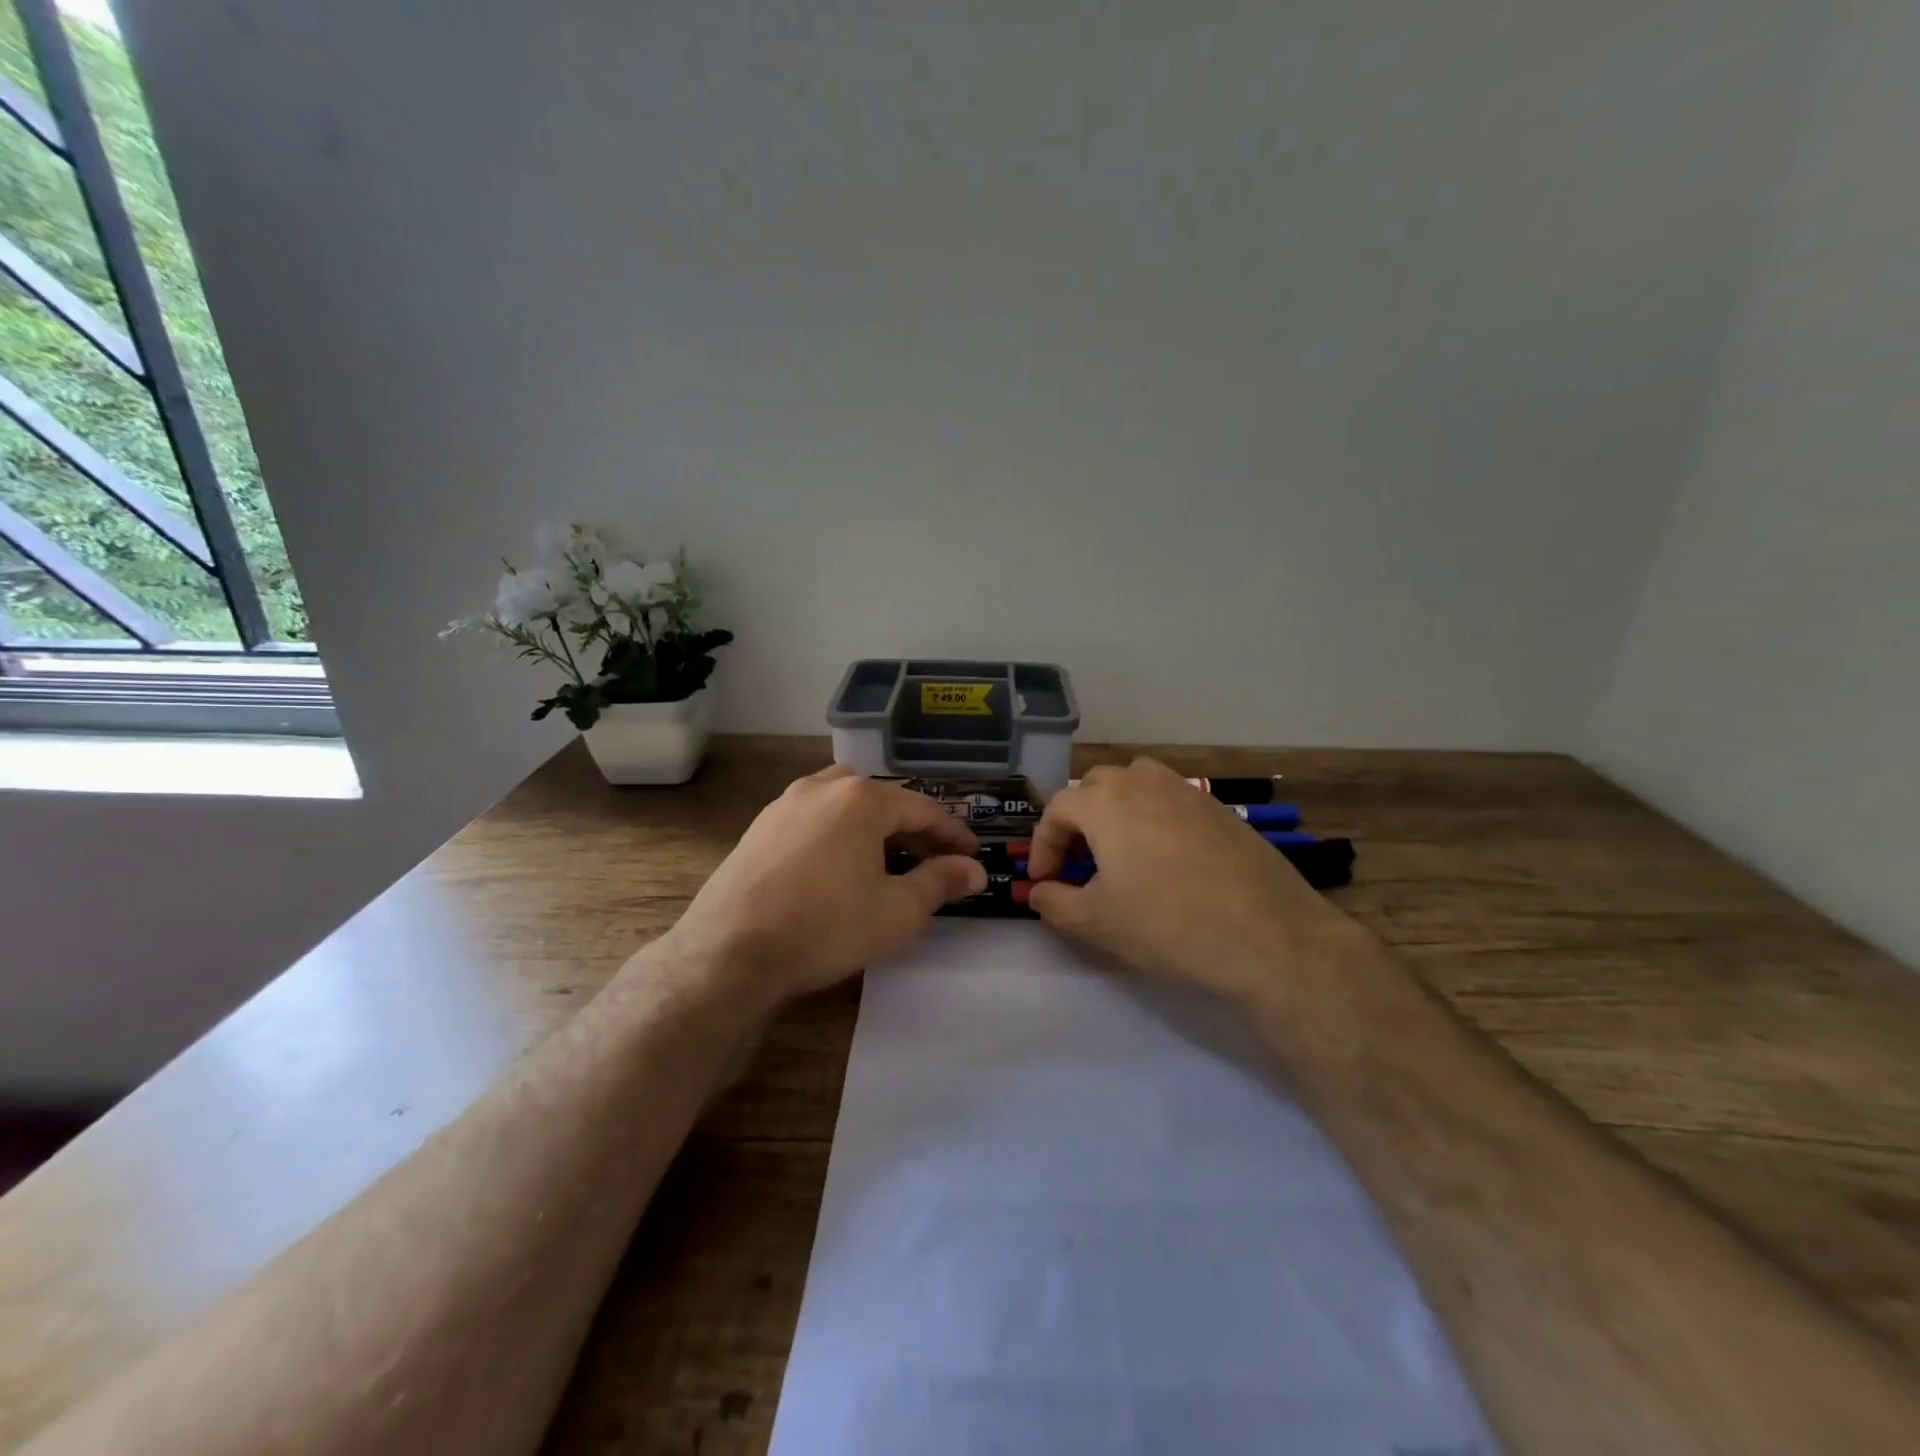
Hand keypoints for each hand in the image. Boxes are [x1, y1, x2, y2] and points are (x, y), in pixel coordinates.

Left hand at [664, 765, 986, 1008]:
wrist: (729, 951)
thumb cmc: (826, 927)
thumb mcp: (897, 911)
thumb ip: (940, 883)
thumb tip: (974, 870)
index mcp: (862, 798)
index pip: (923, 809)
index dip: (953, 834)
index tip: (972, 856)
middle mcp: (823, 787)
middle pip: (883, 800)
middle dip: (914, 829)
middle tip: (935, 860)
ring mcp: (786, 804)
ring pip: (845, 804)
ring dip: (874, 827)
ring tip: (888, 858)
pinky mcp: (760, 827)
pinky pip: (814, 819)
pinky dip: (839, 834)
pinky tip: (839, 866)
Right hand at [1025, 758, 1360, 1008]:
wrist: (1269, 937)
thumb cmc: (1169, 926)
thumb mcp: (1096, 923)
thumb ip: (1054, 903)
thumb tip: (1040, 892)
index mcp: (1107, 803)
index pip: (1057, 809)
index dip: (1043, 845)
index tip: (1043, 880)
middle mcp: (1144, 783)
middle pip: (1095, 786)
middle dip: (1077, 821)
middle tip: (1078, 863)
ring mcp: (1188, 792)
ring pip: (1137, 783)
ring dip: (1117, 810)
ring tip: (1120, 851)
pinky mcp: (1221, 810)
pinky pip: (1172, 800)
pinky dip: (1154, 819)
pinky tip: (1167, 861)